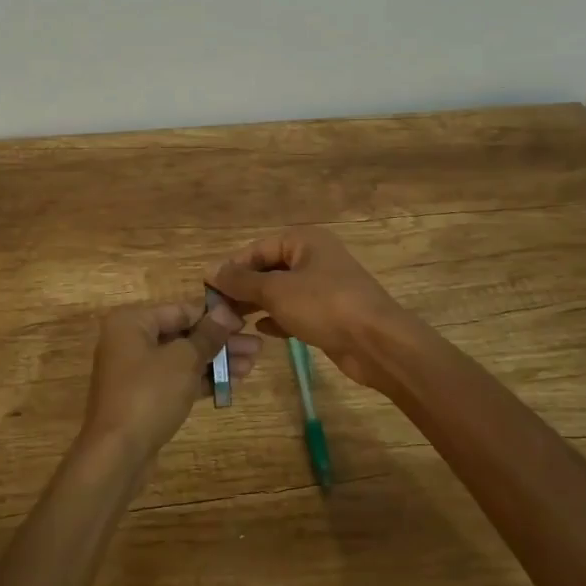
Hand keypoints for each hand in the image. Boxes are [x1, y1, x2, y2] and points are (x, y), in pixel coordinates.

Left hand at [80, 300, 259, 461]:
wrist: (117, 454)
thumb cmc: (149, 394)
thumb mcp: (183, 360)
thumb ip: (207, 335)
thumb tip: (226, 311)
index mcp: (132, 322)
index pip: (181, 310)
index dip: (216, 316)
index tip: (246, 322)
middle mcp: (130, 341)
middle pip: (183, 334)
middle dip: (220, 341)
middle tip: (257, 347)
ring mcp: (135, 372)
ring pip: (182, 359)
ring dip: (216, 361)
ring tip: (252, 365)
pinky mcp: (144, 398)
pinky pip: (177, 381)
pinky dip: (201, 380)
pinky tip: (232, 382)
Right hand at [209, 228, 417, 392]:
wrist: (378, 344)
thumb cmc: (325, 306)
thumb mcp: (276, 291)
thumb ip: (241, 281)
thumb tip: (210, 270)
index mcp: (304, 241)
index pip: (257, 249)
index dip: (232, 267)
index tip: (208, 289)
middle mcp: (314, 258)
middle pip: (269, 269)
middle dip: (243, 288)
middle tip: (218, 309)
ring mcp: (324, 287)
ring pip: (281, 292)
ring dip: (257, 305)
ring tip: (232, 322)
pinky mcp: (329, 314)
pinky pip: (295, 311)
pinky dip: (277, 318)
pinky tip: (260, 332)